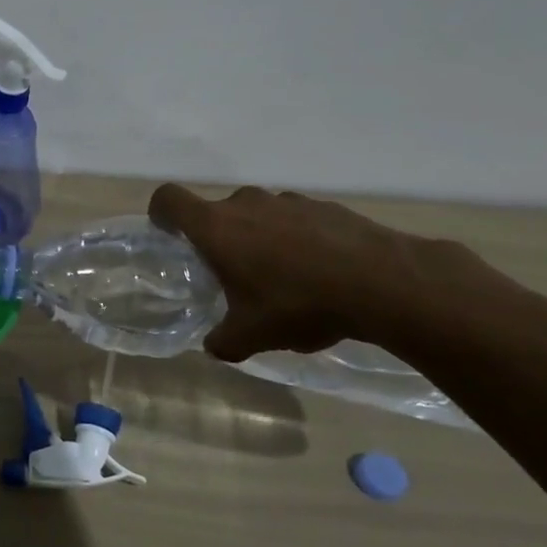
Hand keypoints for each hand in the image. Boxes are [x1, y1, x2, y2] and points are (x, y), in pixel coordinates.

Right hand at [149, 183, 484, 361]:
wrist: (385, 284)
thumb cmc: (298, 304)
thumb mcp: (251, 336)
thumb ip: (223, 341)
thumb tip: (214, 346)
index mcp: (216, 227)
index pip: (169, 199)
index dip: (161, 214)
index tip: (169, 236)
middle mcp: (247, 204)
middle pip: (217, 211)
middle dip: (220, 238)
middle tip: (233, 274)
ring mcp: (290, 201)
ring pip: (259, 214)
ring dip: (261, 237)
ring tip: (283, 277)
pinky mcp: (328, 207)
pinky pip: (297, 220)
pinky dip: (298, 240)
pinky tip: (320, 274)